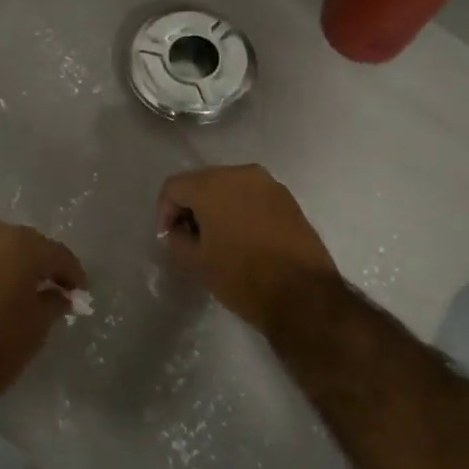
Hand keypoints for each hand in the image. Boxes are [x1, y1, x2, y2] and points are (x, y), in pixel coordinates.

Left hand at [0, 223, 86, 411]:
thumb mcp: (37, 326)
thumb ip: (54, 302)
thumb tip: (61, 294)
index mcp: (21, 246)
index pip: (57, 254)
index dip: (73, 274)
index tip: (81, 292)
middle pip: (28, 243)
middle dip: (43, 262)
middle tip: (55, 286)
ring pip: (0, 247)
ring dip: (15, 263)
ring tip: (26, 288)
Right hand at [157, 165, 338, 332]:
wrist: (304, 294)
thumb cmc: (242, 277)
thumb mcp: (195, 263)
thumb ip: (177, 239)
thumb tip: (178, 230)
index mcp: (212, 185)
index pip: (174, 187)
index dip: (164, 212)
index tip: (168, 237)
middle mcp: (241, 173)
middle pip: (202, 181)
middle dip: (190, 206)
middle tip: (188, 236)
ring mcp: (269, 184)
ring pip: (229, 187)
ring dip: (216, 206)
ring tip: (216, 237)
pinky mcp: (288, 199)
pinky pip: (252, 196)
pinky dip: (240, 209)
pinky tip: (242, 237)